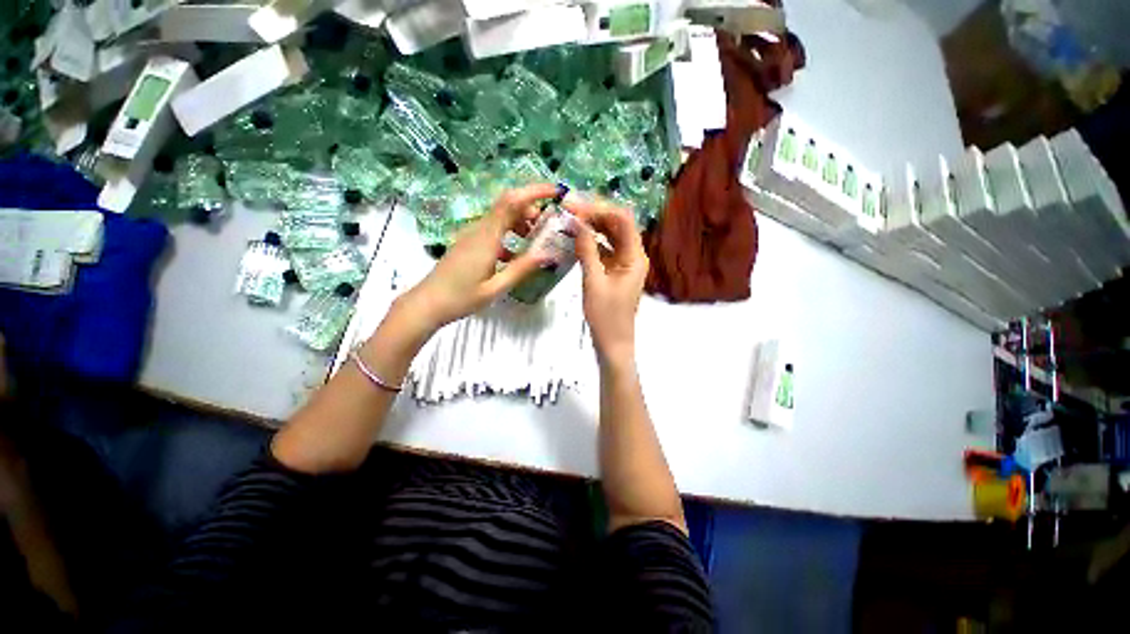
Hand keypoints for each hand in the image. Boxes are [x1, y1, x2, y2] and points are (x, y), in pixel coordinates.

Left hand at [399, 183, 558, 334]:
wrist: (427, 303)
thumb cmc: (461, 298)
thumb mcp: (496, 288)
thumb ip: (522, 269)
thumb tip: (547, 254)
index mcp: (486, 237)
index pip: (511, 201)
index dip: (534, 191)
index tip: (555, 192)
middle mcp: (479, 229)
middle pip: (508, 205)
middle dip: (531, 208)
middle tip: (549, 225)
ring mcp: (472, 234)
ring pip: (501, 217)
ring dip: (521, 221)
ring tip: (536, 239)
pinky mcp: (469, 242)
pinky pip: (493, 230)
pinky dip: (510, 234)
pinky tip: (516, 255)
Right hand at [565, 195, 648, 362]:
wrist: (613, 342)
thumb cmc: (606, 316)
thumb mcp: (593, 281)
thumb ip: (586, 250)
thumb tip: (577, 222)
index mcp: (635, 256)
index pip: (622, 219)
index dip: (600, 208)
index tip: (576, 207)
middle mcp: (633, 255)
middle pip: (617, 225)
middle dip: (594, 214)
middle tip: (569, 208)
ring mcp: (624, 263)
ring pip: (610, 236)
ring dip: (592, 226)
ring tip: (570, 219)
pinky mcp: (615, 271)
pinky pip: (604, 250)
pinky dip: (591, 242)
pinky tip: (575, 238)